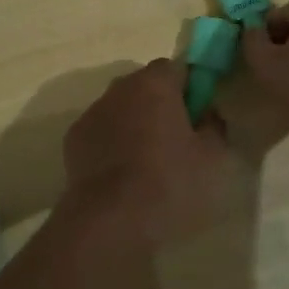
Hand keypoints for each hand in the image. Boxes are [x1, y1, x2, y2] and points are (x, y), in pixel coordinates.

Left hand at [61, 59, 230, 247]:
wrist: (109, 220)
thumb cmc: (168, 182)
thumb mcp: (212, 158)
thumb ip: (215, 126)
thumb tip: (209, 114)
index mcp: (155, 84)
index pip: (176, 67)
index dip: (189, 88)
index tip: (197, 115)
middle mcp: (120, 88)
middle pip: (146, 85)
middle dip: (160, 104)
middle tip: (176, 140)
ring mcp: (92, 112)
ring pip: (121, 108)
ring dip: (134, 123)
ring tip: (147, 162)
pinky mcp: (73, 139)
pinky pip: (101, 131)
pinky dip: (111, 143)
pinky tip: (121, 174)